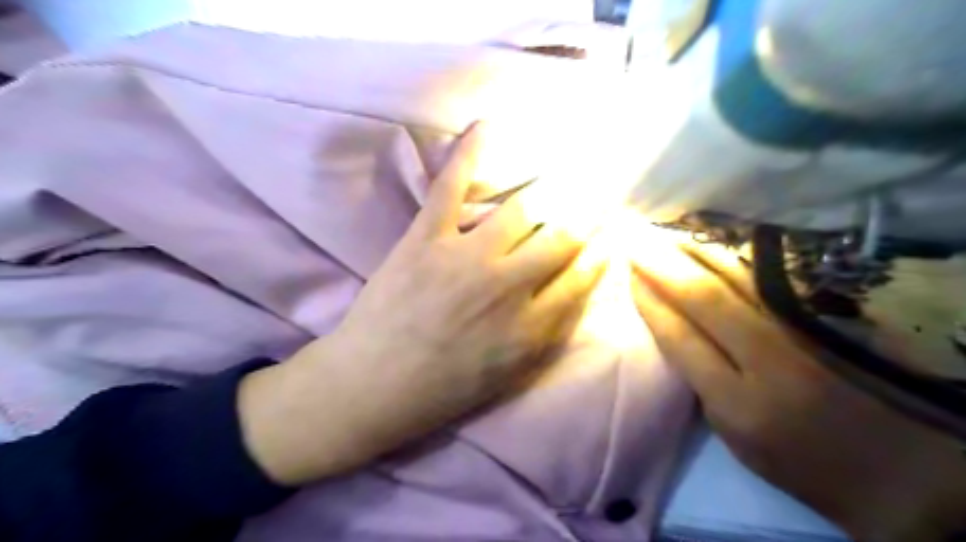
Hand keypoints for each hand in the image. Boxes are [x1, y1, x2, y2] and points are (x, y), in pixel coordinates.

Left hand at [238, 122, 604, 487]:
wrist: (372, 385)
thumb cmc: (442, 389)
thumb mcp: (508, 375)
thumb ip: (547, 335)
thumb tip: (575, 294)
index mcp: (529, 325)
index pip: (582, 277)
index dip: (603, 251)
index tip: (612, 233)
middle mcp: (508, 285)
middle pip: (563, 237)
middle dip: (587, 215)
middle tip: (597, 197)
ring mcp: (466, 256)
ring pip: (523, 209)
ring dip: (550, 190)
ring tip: (563, 176)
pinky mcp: (426, 238)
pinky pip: (452, 186)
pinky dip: (469, 152)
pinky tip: (487, 126)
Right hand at [635, 237, 965, 541]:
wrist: (902, 470)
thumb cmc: (802, 461)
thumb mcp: (735, 438)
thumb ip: (702, 382)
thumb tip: (673, 327)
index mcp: (738, 404)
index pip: (679, 337)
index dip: (649, 301)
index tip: (629, 275)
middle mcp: (771, 361)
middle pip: (705, 298)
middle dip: (663, 265)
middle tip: (637, 238)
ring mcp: (808, 332)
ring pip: (740, 279)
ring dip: (697, 251)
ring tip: (667, 231)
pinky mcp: (835, 317)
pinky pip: (773, 277)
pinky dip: (738, 256)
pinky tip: (717, 241)